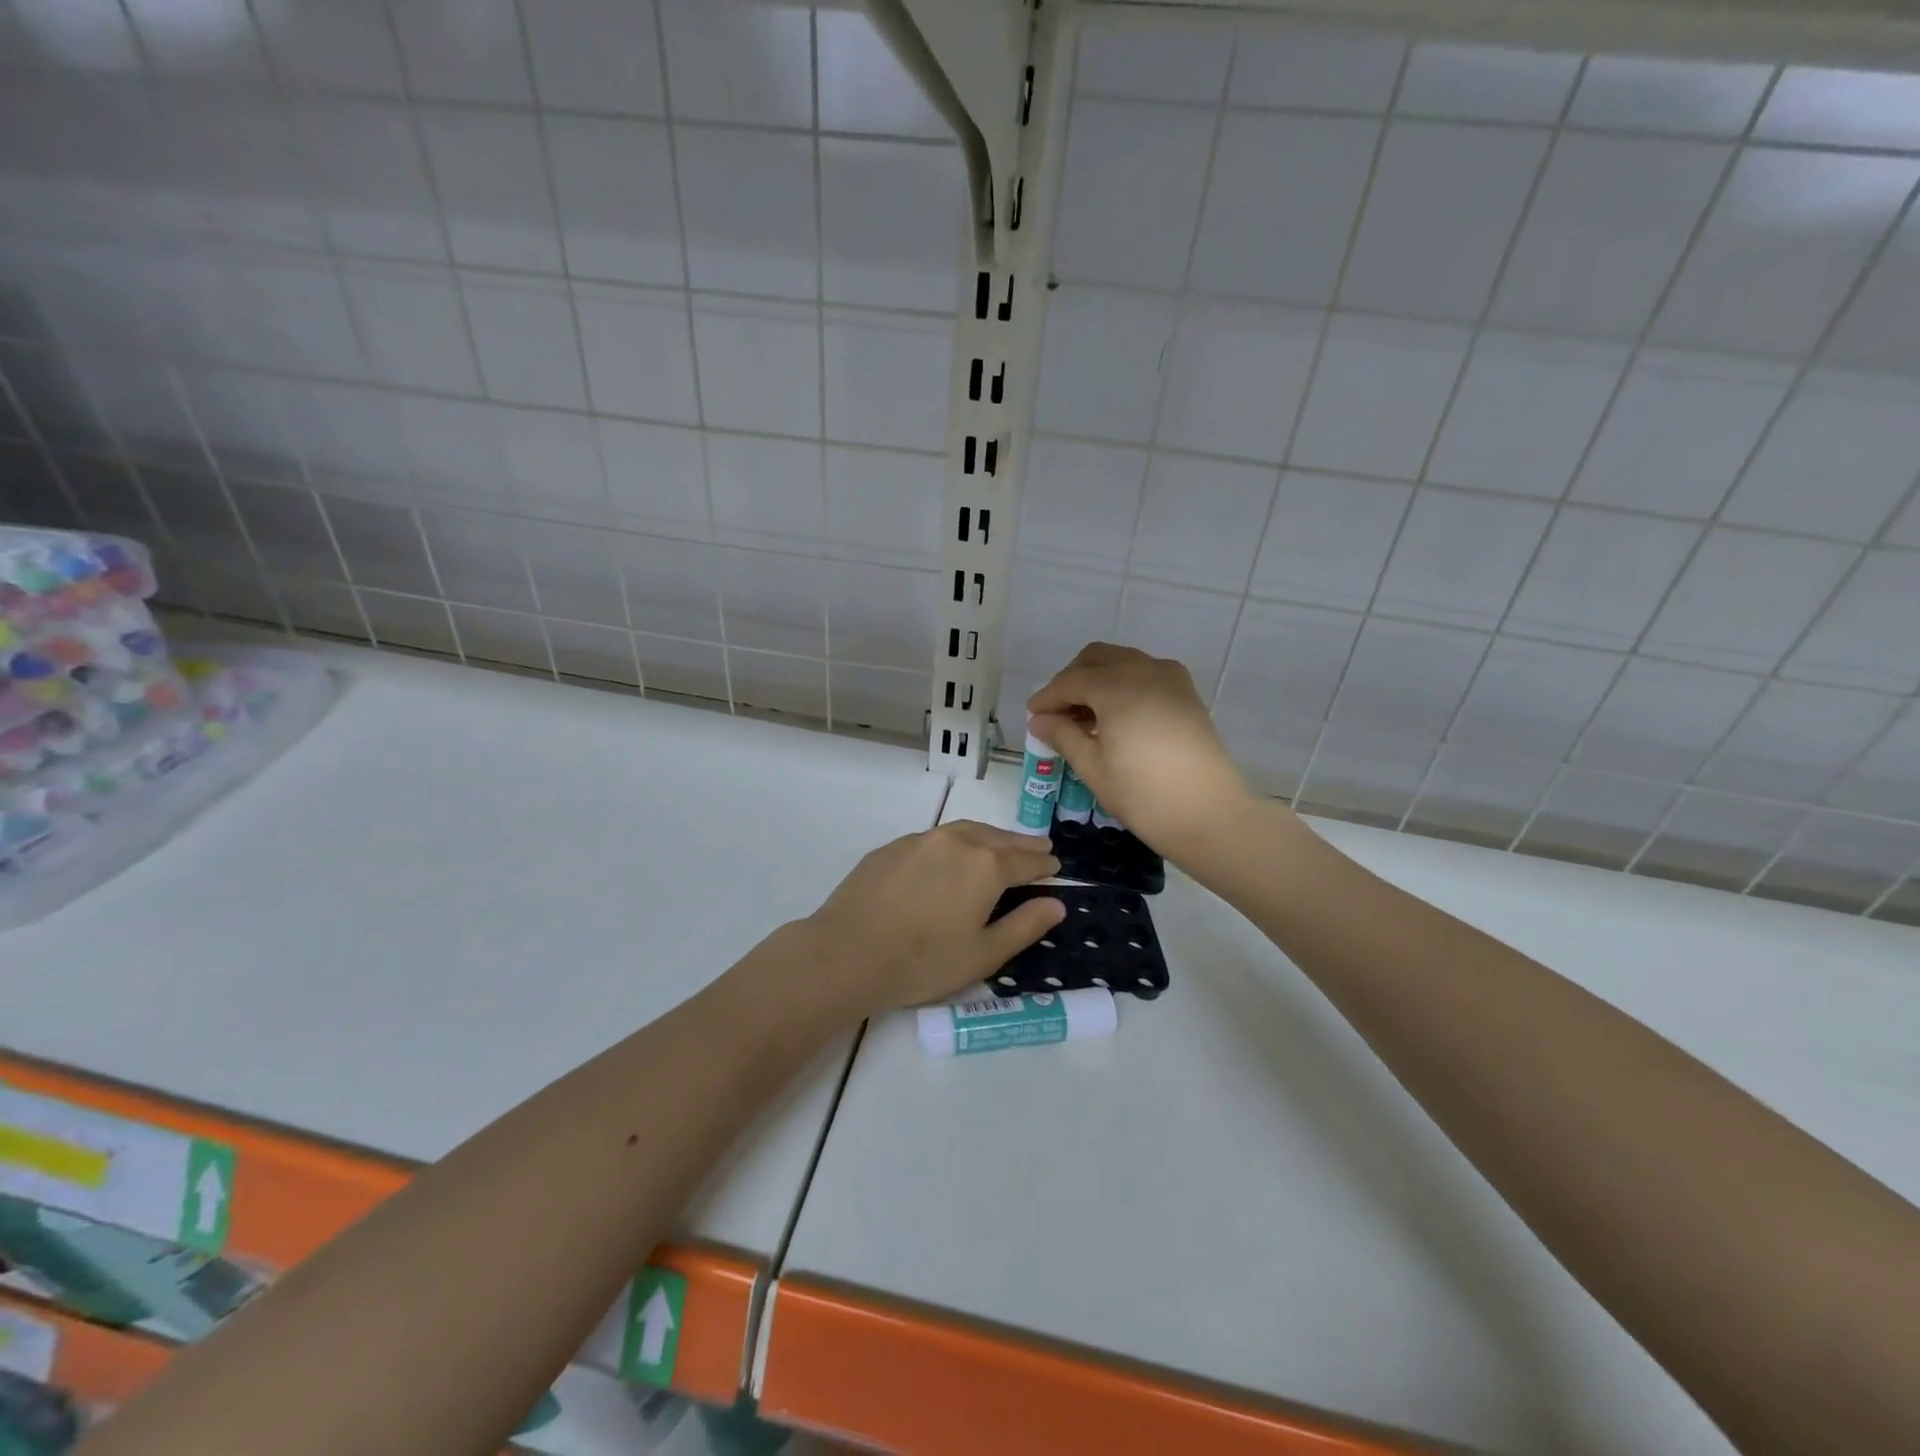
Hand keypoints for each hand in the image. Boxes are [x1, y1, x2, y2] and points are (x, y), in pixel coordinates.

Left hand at [799, 821, 1065, 1012]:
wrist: (847, 953)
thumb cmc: (923, 962)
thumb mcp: (984, 954)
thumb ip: (1024, 926)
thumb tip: (1055, 904)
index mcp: (986, 866)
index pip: (1026, 861)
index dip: (1044, 865)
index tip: (1056, 867)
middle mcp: (956, 842)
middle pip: (998, 838)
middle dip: (1022, 844)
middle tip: (1040, 848)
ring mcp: (921, 840)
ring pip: (966, 830)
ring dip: (990, 837)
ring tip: (1002, 845)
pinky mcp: (892, 847)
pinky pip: (936, 838)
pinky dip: (957, 841)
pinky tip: (953, 856)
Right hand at [1027, 643, 1255, 862]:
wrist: (1209, 815)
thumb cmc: (1143, 794)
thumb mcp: (1093, 767)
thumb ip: (1064, 735)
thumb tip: (1040, 720)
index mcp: (1117, 686)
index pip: (1071, 681)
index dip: (1048, 697)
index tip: (1032, 716)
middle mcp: (1144, 670)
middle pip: (1097, 658)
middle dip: (1072, 679)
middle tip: (1057, 712)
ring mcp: (1170, 678)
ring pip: (1123, 661)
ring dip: (1098, 679)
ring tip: (1084, 717)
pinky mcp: (1186, 693)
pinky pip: (1145, 674)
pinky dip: (1123, 684)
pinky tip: (1115, 717)